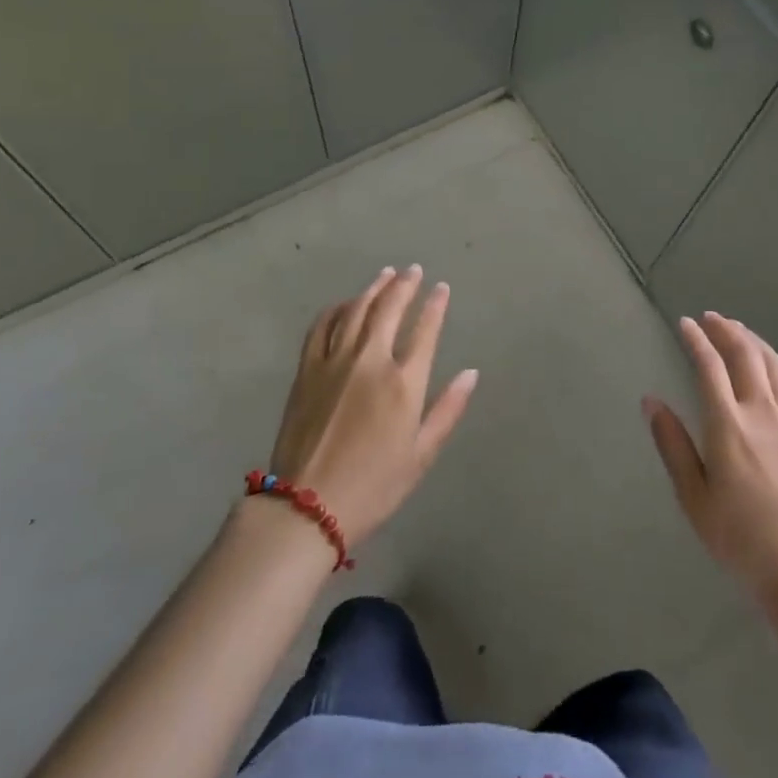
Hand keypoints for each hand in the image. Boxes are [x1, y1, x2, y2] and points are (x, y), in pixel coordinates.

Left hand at [267, 266, 478, 546]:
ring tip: (386, 274)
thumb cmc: (373, 486)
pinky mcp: (307, 369)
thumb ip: (448, 409)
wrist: (306, 506)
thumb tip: (471, 373)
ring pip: (356, 309)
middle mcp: (370, 361)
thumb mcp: (421, 455)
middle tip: (413, 270)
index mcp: (403, 383)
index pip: (425, 330)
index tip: (442, 288)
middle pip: (389, 309)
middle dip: (405, 285)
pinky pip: (322, 326)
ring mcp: (334, 361)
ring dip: (373, 288)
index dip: (435, 305)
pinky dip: (336, 308)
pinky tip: (345, 303)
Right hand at [646, 312, 777, 612]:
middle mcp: (762, 412)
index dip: (696, 340)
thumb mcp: (694, 498)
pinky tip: (776, 364)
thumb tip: (651, 401)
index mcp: (728, 425)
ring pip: (774, 365)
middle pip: (745, 356)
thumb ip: (672, 445)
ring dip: (754, 341)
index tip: (685, 324)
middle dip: (726, 330)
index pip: (709, 367)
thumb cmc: (742, 539)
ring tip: (739, 331)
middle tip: (711, 318)